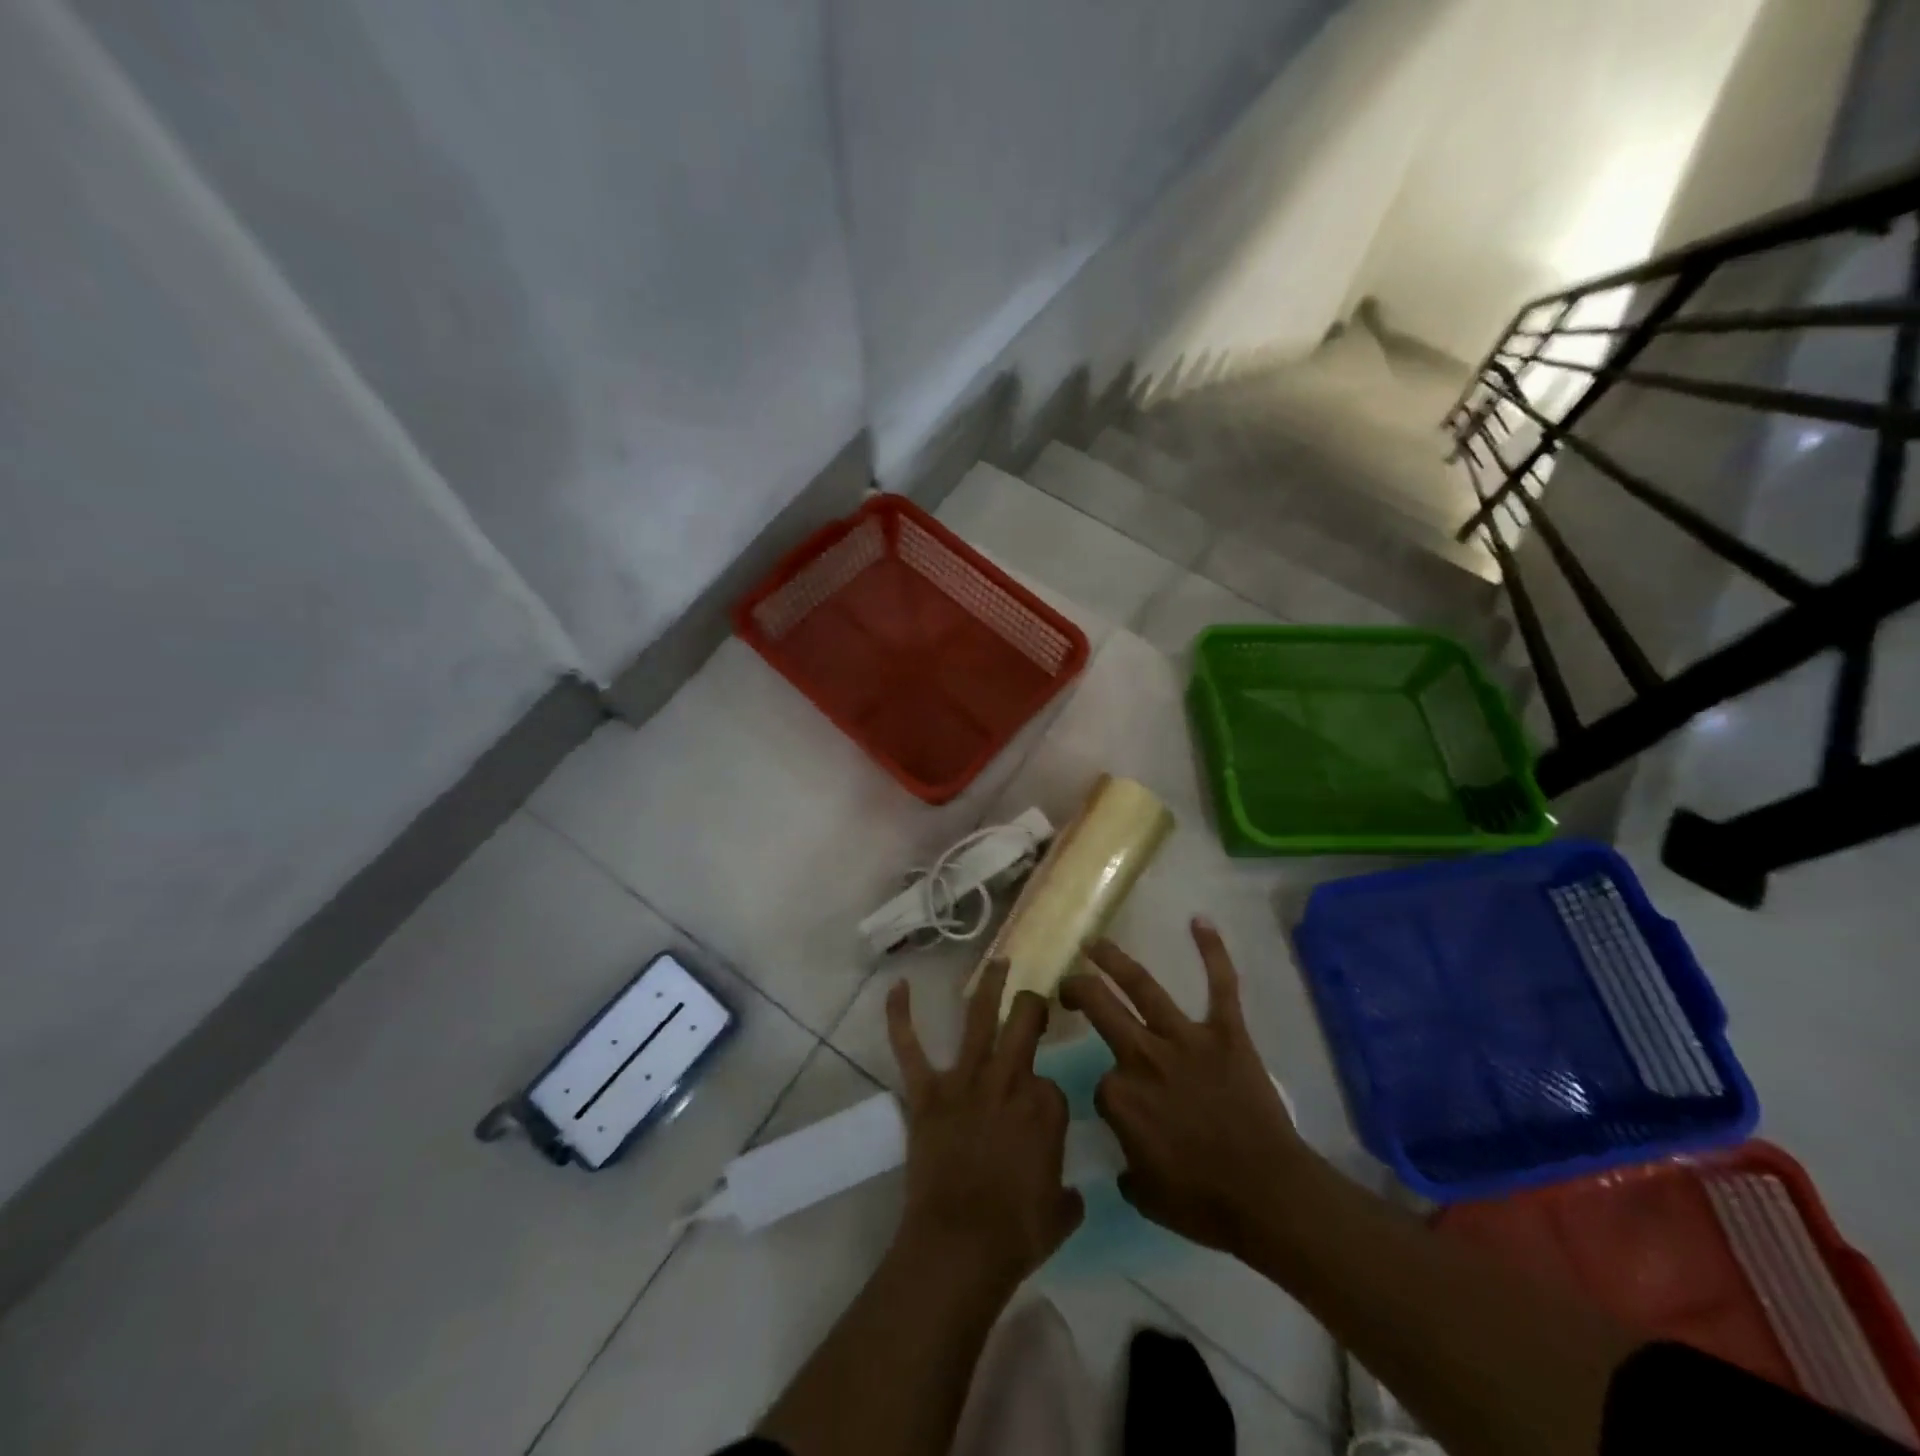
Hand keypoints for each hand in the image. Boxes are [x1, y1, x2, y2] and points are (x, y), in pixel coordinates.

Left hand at [885, 958, 1083, 1291]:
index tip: (1040, 1123)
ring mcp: (964, 1081)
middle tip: (1035, 998)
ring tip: (999, 960)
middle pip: (1025, 1024)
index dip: (1046, 1100)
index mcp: (1045, 1107)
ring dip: (989, 986)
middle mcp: (1007, 1080)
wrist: (959, 1245)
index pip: (1052, 1085)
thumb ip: (1067, 1192)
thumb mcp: (1060, 1213)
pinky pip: (910, 1048)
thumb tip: (1067, 1190)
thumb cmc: (1016, 1234)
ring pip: (979, 1019)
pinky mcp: (927, 1092)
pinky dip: (900, 1017)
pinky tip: (898, 987)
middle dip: (1033, 1006)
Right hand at [1060, 918, 1311, 1255]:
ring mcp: (1185, 1040)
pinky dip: (1213, 952)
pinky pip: (1221, 986)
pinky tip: (1199, 920)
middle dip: (1077, 990)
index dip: (1111, 1096)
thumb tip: (1129, 1149)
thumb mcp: (1146, 1194)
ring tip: (1095, 943)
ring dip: (1114, 961)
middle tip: (1067, 983)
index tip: (1126, 1113)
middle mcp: (1144, 1057)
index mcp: (1120, 1097)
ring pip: (1143, 989)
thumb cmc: (1205, 1203)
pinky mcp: (1226, 1033)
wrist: (1269, 1197)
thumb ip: (1127, 1164)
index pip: (1102, 1083)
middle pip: (1100, 1009)